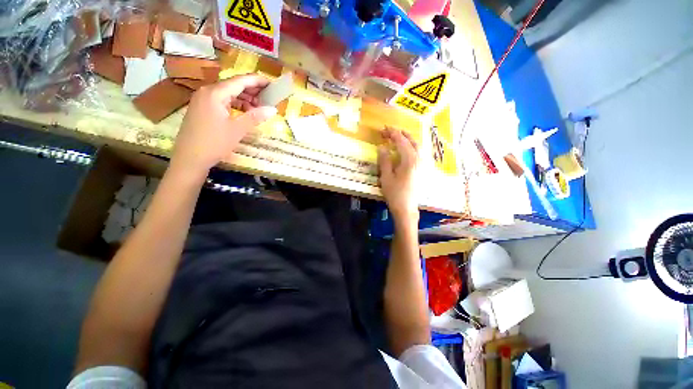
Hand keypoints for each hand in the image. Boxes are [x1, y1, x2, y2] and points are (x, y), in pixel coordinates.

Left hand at [171, 74, 276, 175]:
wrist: (190, 159)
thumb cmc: (214, 143)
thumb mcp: (237, 130)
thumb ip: (255, 117)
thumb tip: (273, 109)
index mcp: (215, 93)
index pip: (240, 81)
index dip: (257, 81)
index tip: (272, 84)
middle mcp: (207, 92)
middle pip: (233, 85)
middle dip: (252, 91)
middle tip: (269, 98)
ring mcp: (202, 100)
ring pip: (228, 93)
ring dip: (244, 99)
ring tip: (259, 108)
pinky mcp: (202, 109)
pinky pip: (222, 101)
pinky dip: (235, 105)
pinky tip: (244, 112)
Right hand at [378, 128, 419, 225]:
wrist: (406, 209)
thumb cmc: (395, 193)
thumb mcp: (386, 177)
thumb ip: (385, 160)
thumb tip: (382, 147)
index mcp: (409, 160)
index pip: (401, 141)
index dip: (393, 134)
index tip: (385, 129)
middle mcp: (419, 160)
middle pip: (412, 141)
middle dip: (401, 134)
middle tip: (390, 131)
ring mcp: (422, 165)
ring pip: (418, 146)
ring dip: (408, 139)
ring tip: (399, 136)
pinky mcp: (422, 170)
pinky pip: (419, 153)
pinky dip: (413, 146)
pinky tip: (408, 149)